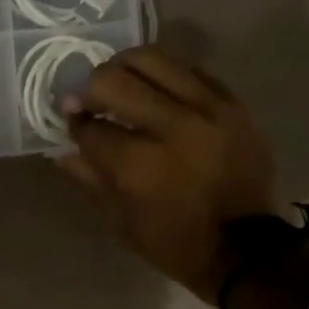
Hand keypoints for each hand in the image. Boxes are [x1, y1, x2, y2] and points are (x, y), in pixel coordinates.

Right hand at [56, 46, 282, 304]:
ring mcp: (205, 109)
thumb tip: (62, 149)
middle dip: (89, 88)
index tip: (72, 124)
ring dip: (124, 67)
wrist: (246, 248)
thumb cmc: (174, 243)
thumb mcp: (120, 222)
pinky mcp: (230, 103)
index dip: (74, 124)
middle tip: (88, 100)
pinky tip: (155, 90)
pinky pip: (189, 69)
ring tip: (119, 83)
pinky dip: (164, 74)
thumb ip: (89, 178)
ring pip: (152, 59)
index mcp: (137, 164)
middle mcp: (170, 126)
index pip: (90, 126)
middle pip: (113, 80)